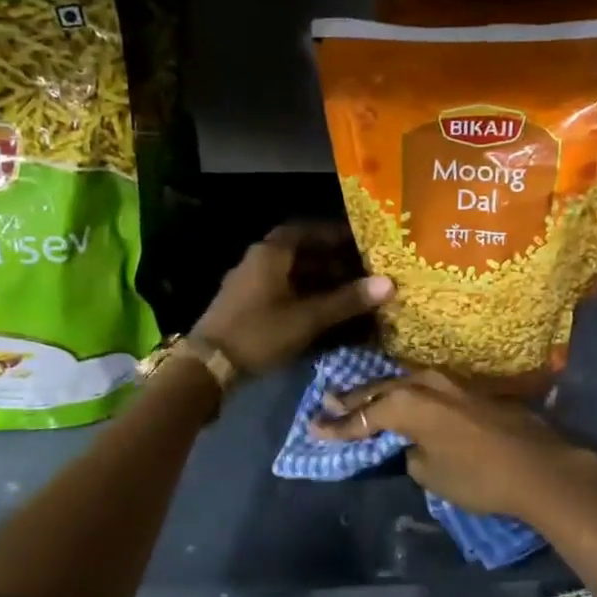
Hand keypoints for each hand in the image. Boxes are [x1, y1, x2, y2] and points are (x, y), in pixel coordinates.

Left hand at [189, 223, 392, 377]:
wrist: (208, 366)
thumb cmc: (260, 332)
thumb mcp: (308, 318)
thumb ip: (347, 300)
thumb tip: (388, 284)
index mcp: (270, 253)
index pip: (307, 230)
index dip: (335, 234)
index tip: (362, 241)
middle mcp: (259, 261)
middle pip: (301, 253)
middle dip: (333, 261)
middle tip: (364, 270)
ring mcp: (251, 284)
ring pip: (293, 274)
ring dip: (321, 281)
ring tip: (351, 293)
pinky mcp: (247, 306)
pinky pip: (283, 292)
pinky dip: (305, 297)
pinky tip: (326, 312)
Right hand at [310, 370, 596, 522]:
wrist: (539, 468)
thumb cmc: (478, 477)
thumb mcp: (431, 474)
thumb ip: (412, 452)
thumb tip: (413, 443)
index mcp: (407, 404)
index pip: (363, 416)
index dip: (338, 426)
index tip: (313, 429)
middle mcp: (425, 384)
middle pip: (380, 390)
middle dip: (353, 400)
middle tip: (327, 404)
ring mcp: (451, 382)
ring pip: (404, 383)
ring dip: (381, 391)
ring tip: (359, 397)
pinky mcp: (471, 389)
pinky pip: (427, 388)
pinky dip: (408, 393)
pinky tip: (402, 397)